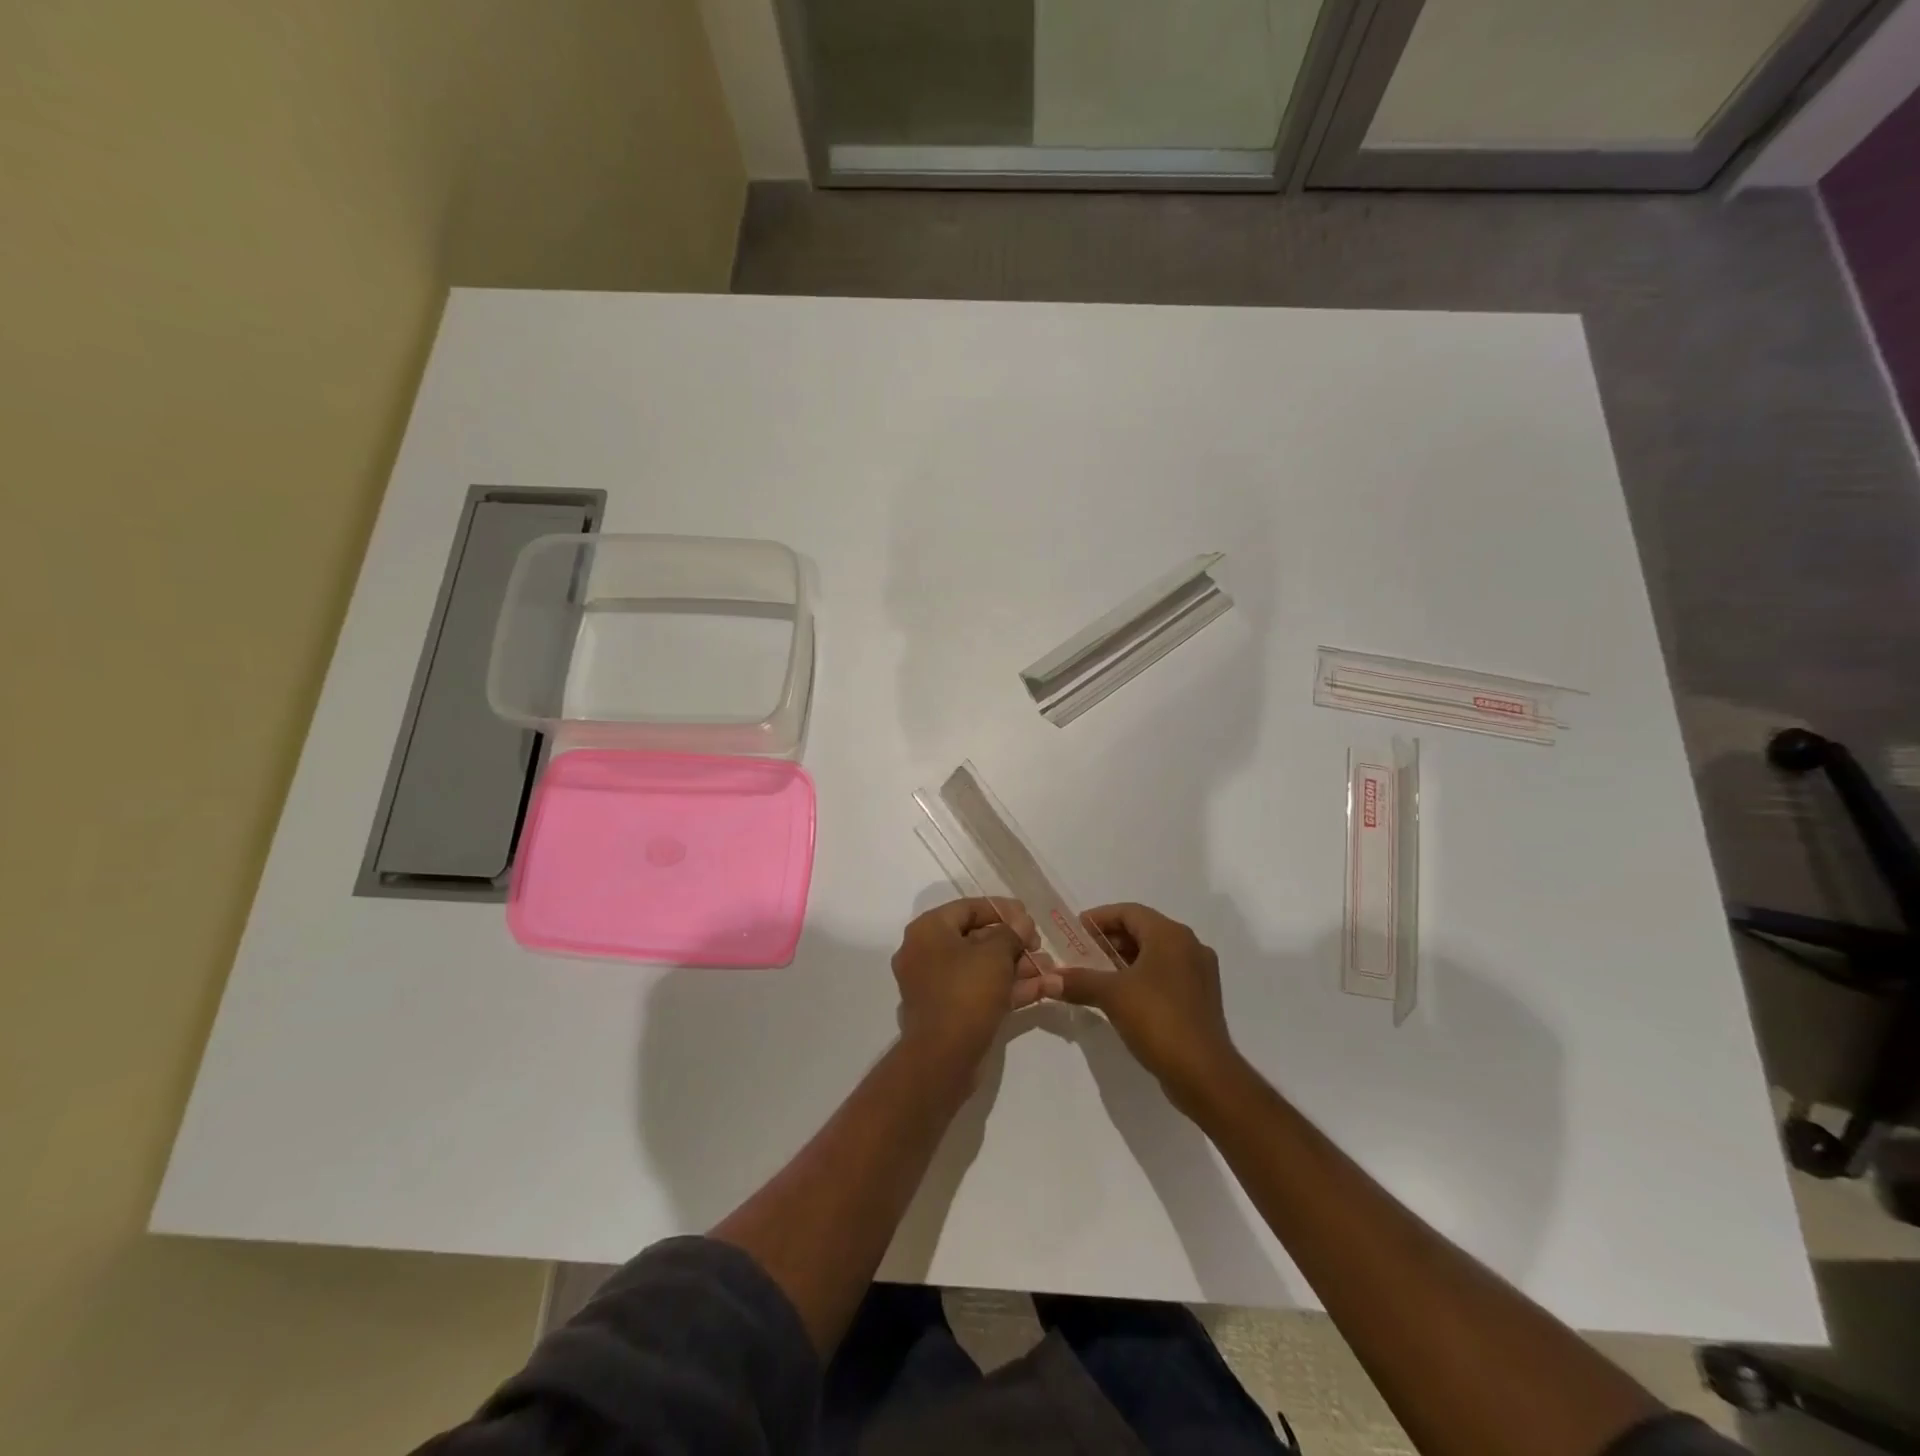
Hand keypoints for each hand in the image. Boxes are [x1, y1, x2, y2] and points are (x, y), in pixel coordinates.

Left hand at [891, 899, 1042, 1064]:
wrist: (943, 1058)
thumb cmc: (966, 991)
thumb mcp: (995, 954)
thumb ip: (1011, 932)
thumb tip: (1022, 923)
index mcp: (929, 930)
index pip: (968, 908)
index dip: (1002, 909)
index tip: (1029, 916)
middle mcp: (927, 953)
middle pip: (976, 939)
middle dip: (1014, 943)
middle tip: (1040, 946)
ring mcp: (937, 985)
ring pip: (982, 968)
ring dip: (1018, 967)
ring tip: (1051, 970)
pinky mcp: (950, 1011)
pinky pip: (981, 990)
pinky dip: (1009, 988)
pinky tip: (1045, 989)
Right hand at [1055, 903, 1241, 1109]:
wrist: (1204, 1073)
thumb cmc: (1158, 1019)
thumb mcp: (1112, 995)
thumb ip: (1079, 981)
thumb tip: (1048, 980)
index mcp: (1171, 935)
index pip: (1129, 912)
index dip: (1100, 918)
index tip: (1075, 930)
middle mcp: (1189, 946)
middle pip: (1143, 930)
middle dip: (1110, 940)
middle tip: (1081, 953)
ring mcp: (1199, 973)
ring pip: (1155, 954)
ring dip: (1124, 959)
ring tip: (1096, 974)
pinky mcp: (1200, 997)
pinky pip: (1165, 974)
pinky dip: (1141, 976)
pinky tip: (1121, 995)